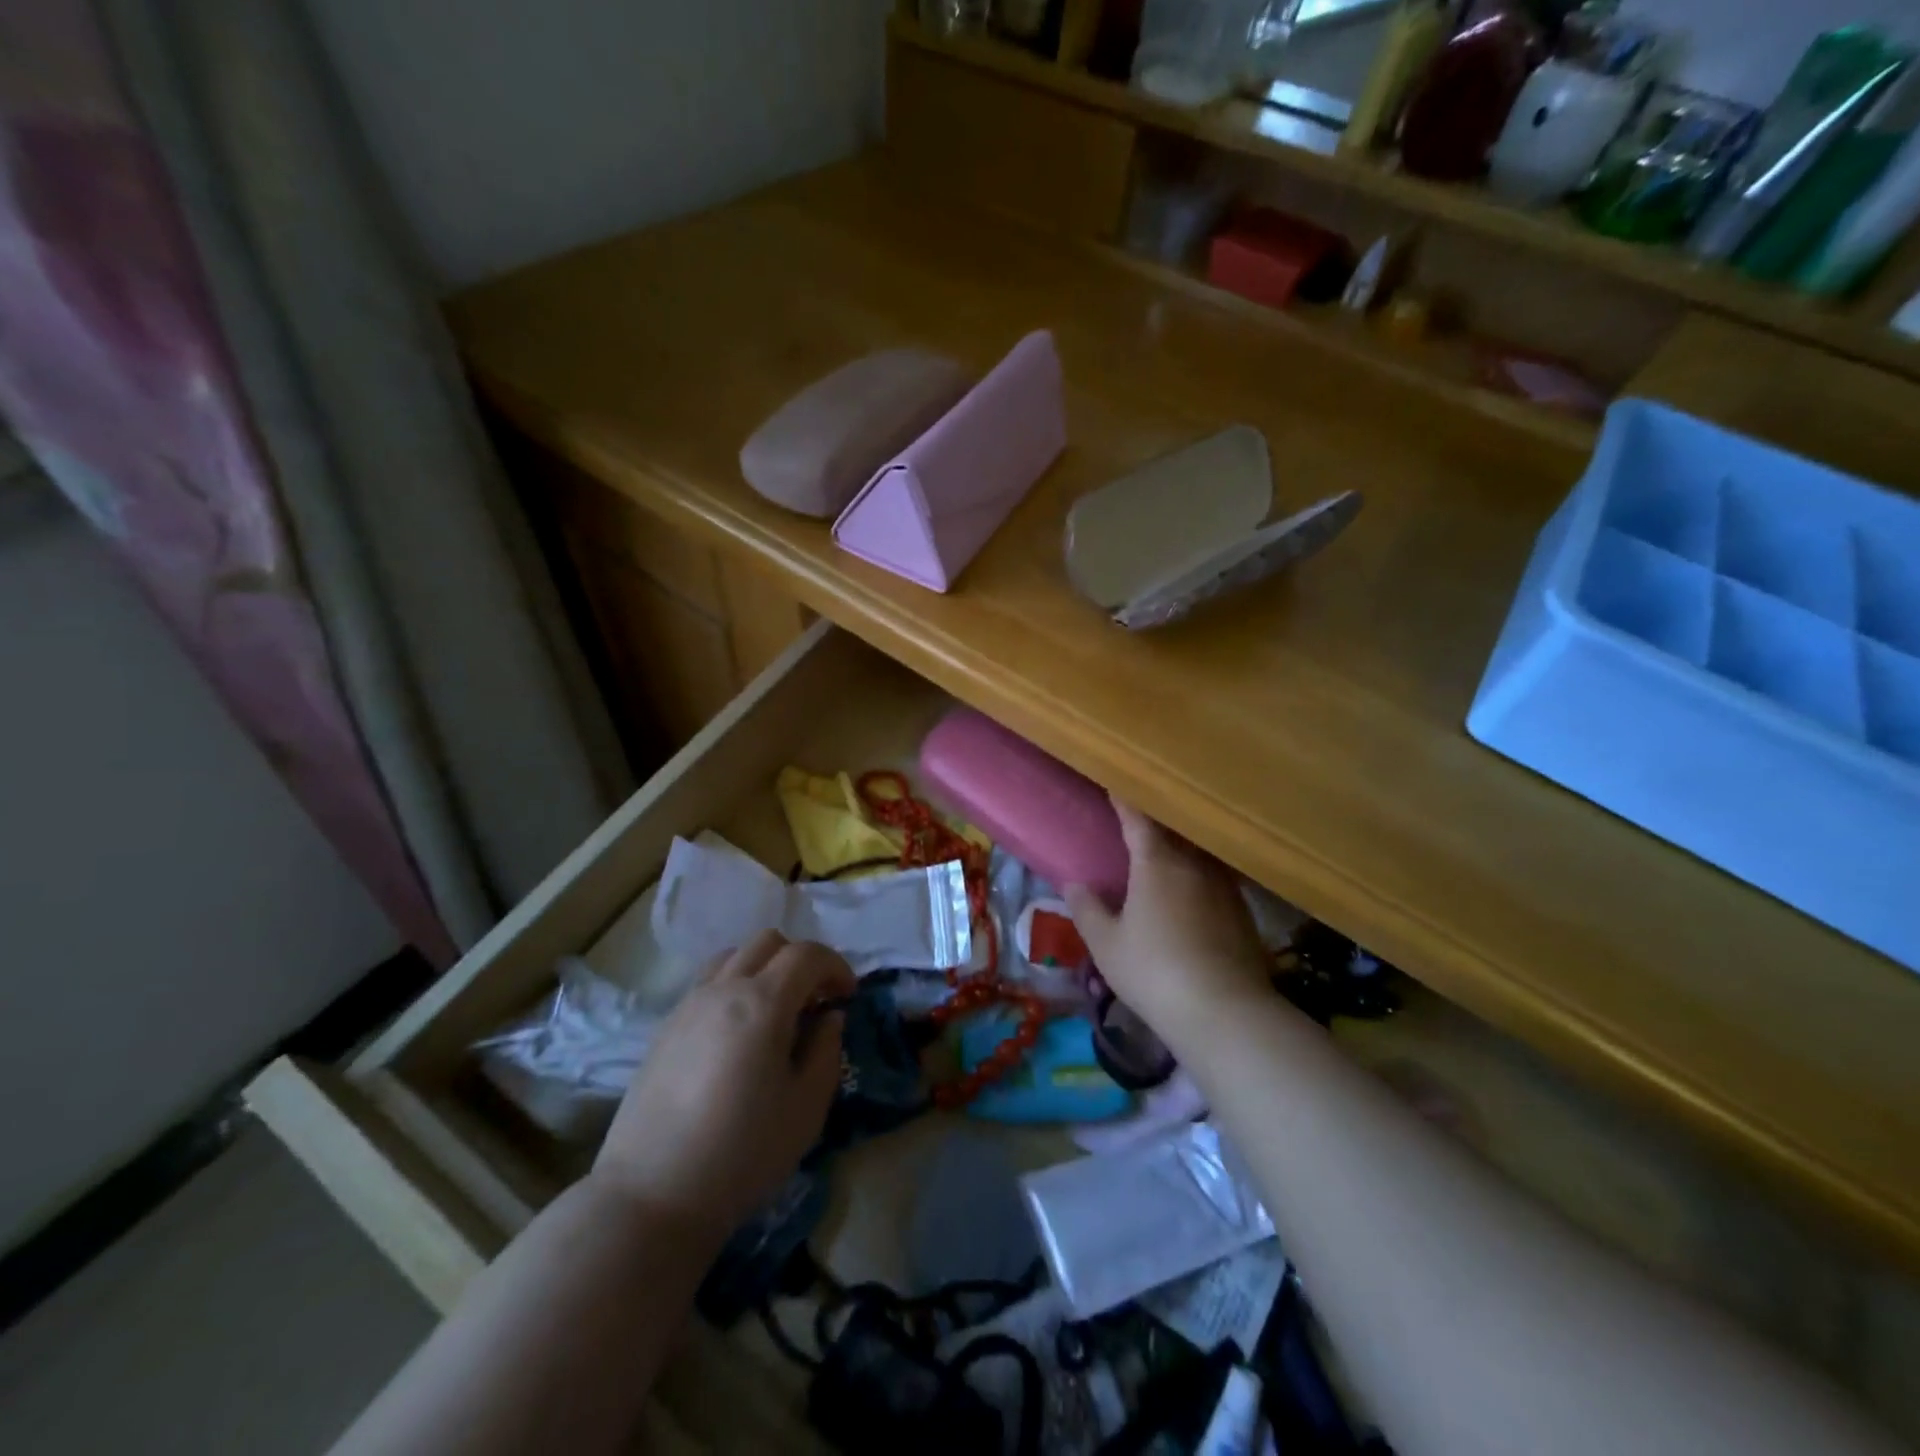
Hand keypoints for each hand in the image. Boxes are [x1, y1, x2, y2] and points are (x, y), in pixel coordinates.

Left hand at [592, 931, 854, 1230]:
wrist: (652, 1195)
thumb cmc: (743, 1153)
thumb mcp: (807, 1107)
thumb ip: (826, 1050)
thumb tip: (828, 1017)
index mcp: (763, 1002)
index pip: (807, 954)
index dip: (836, 966)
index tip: (848, 996)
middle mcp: (724, 989)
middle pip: (769, 942)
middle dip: (801, 961)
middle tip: (815, 1001)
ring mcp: (689, 1004)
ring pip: (734, 955)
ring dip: (764, 968)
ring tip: (775, 1011)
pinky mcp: (665, 1026)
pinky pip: (708, 982)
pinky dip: (734, 986)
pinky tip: (739, 1032)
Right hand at [1065, 799, 1273, 1037]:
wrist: (1225, 1012)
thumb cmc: (1154, 971)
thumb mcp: (1106, 944)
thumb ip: (1087, 910)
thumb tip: (1074, 884)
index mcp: (1157, 863)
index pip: (1137, 819)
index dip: (1124, 800)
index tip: (1115, 783)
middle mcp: (1194, 864)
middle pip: (1173, 831)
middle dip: (1154, 822)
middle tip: (1137, 818)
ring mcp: (1224, 887)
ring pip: (1197, 855)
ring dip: (1180, 849)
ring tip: (1165, 853)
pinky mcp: (1243, 912)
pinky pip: (1214, 880)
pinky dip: (1198, 877)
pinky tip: (1192, 895)